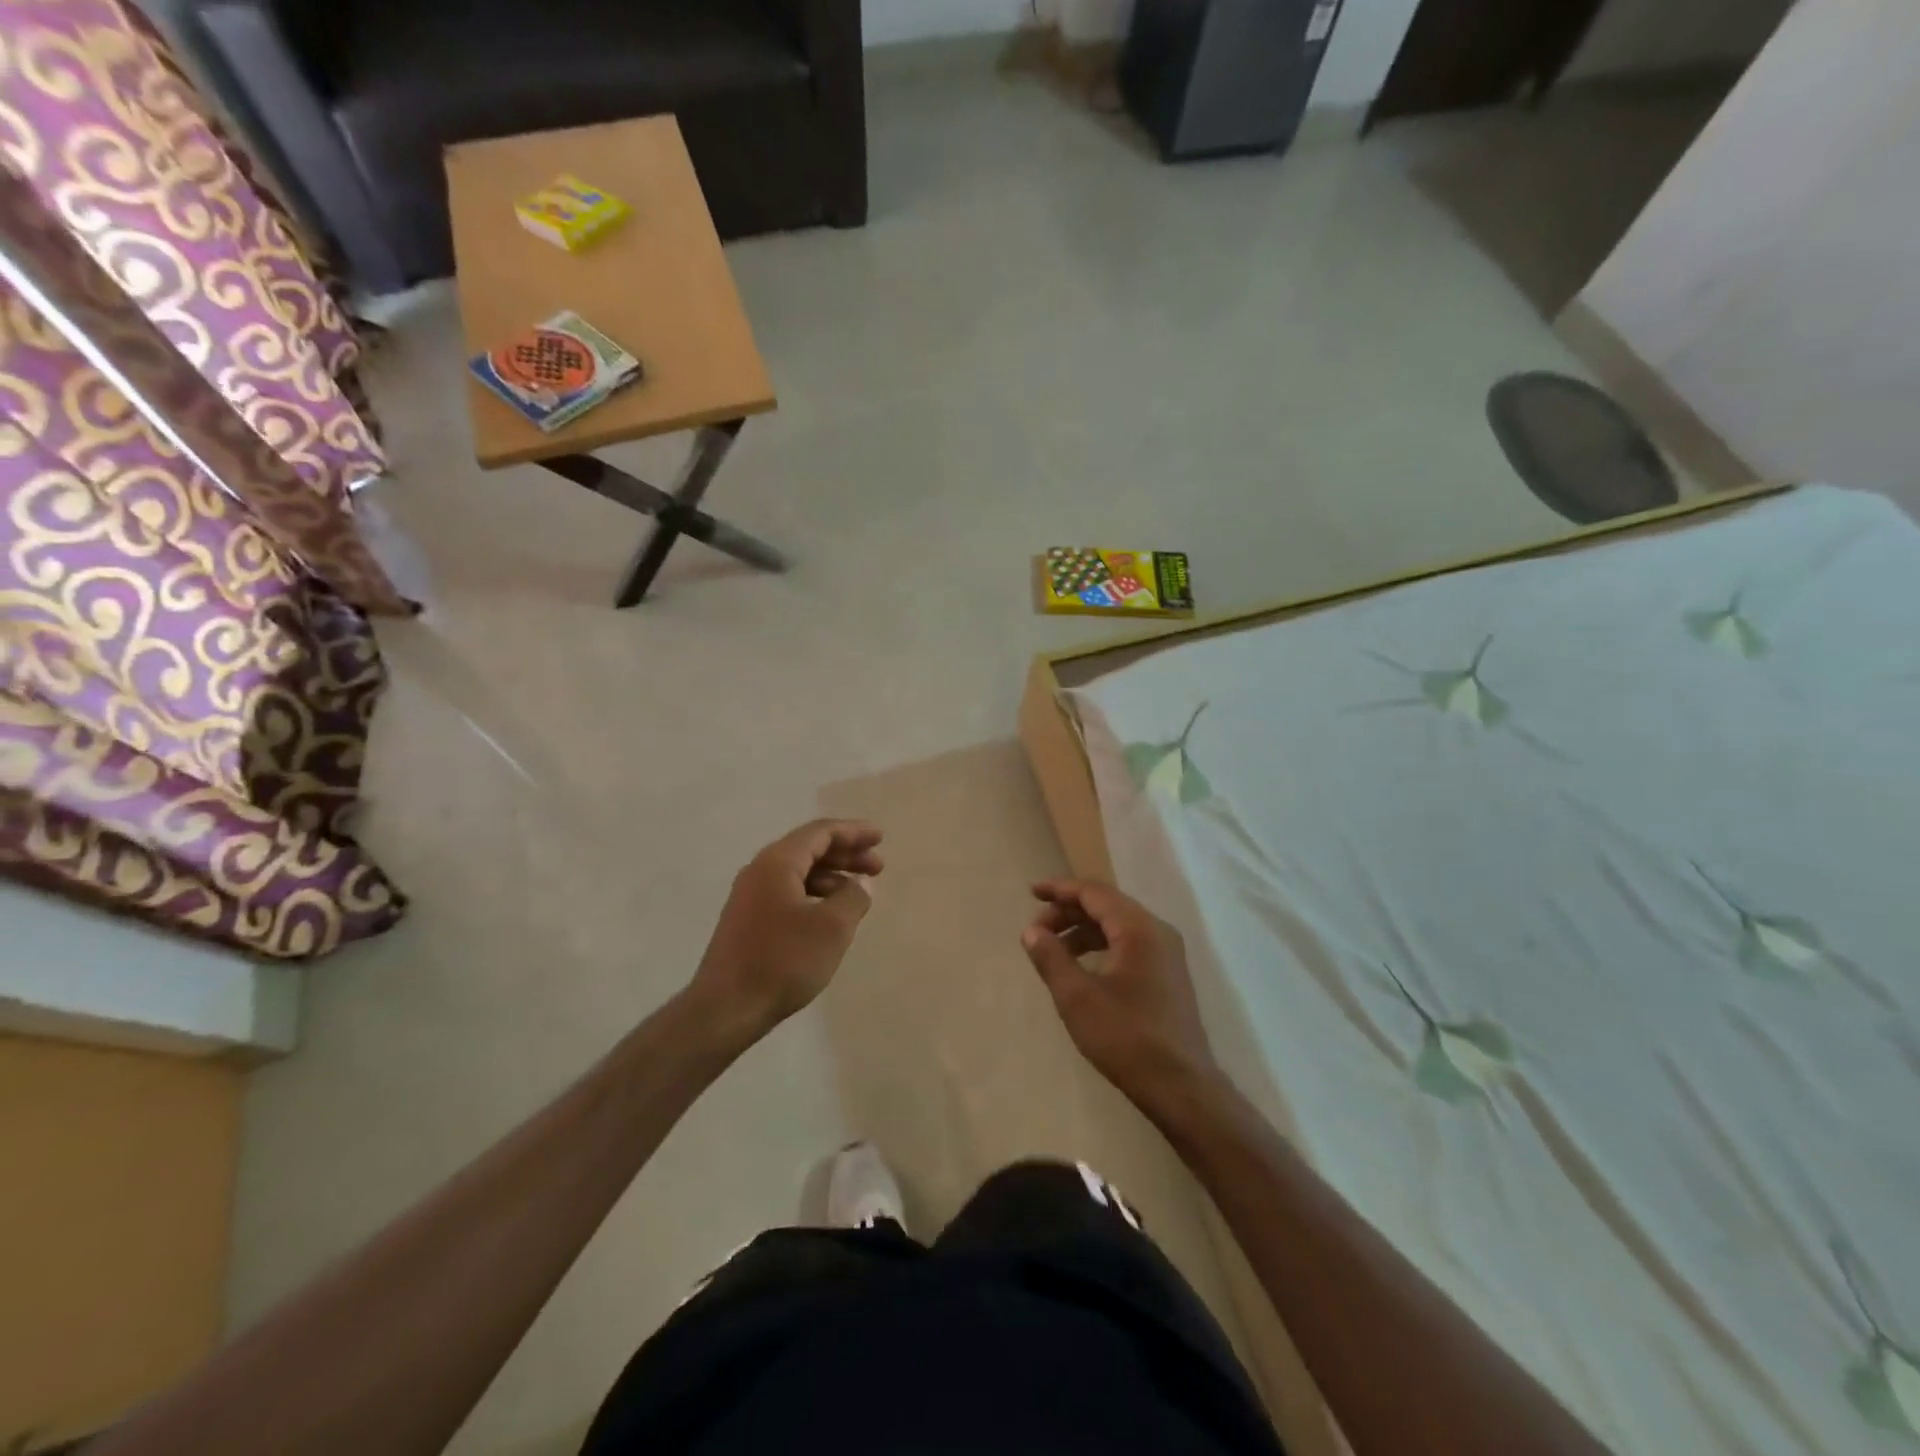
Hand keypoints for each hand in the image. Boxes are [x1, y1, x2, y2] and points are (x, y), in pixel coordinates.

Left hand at [690, 820, 882, 1039]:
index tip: (880, 838)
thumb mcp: (832, 927)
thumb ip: (853, 897)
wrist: (726, 1008)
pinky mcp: (748, 920)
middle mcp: (760, 871)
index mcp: (778, 862)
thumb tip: (859, 885)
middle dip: (846, 854)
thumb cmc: (783, 961)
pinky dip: (815, 893)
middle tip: (878, 866)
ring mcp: (750, 896)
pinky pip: (788, 891)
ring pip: (798, 872)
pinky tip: (830, 914)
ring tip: (858, 892)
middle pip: (809, 849)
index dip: (854, 832)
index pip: (821, 832)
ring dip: (832, 876)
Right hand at [1021, 880, 1221, 1112]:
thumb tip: (1031, 931)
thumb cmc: (1126, 1038)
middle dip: (1069, 912)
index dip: (1060, 889)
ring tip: (1053, 949)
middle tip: (1037, 930)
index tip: (1032, 893)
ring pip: (1118, 925)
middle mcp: (1157, 931)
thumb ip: (1051, 958)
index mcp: (1139, 929)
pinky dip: (1101, 945)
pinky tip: (1081, 967)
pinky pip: (1129, 944)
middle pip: (1107, 905)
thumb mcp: (1077, 998)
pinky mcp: (1167, 974)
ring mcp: (1166, 953)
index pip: (1094, 893)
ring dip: (1083, 930)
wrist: (1181, 1087)